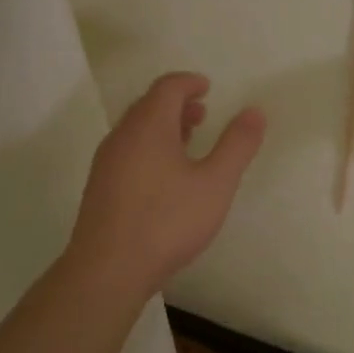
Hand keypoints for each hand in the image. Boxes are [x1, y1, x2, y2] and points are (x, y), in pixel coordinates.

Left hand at [65, 72, 265, 304]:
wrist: (108, 270)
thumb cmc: (167, 221)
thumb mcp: (215, 183)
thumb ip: (237, 145)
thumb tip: (254, 111)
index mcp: (149, 126)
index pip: (167, 87)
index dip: (189, 82)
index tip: (208, 88)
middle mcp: (122, 136)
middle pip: (148, 105)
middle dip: (176, 103)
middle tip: (202, 113)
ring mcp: (106, 162)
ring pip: (136, 129)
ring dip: (163, 126)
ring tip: (188, 141)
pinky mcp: (99, 187)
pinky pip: (127, 150)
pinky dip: (149, 146)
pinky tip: (165, 176)